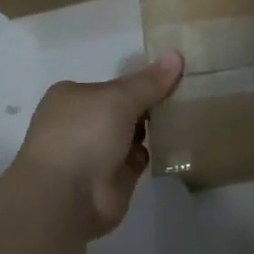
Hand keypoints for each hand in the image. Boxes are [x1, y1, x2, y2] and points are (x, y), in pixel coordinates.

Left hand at [13, 54, 183, 238]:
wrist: (66, 199)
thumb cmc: (84, 135)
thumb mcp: (119, 98)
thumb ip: (149, 81)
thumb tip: (176, 54)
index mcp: (72, 97)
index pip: (112, 83)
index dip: (140, 80)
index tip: (171, 76)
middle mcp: (80, 123)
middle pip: (124, 107)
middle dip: (150, 104)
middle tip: (186, 94)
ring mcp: (95, 153)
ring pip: (133, 133)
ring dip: (154, 128)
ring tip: (187, 114)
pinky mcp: (111, 179)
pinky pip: (138, 158)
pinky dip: (153, 153)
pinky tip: (176, 143)